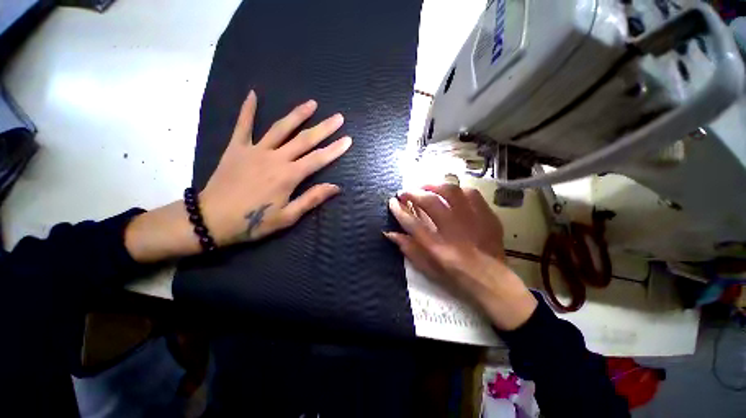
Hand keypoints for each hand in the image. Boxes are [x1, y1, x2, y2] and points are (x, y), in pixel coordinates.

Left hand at [124, 92, 350, 262]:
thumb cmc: (253, 221)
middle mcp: (275, 158)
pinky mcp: (236, 148)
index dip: (335, 149)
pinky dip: (247, 110)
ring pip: (280, 128)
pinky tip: (252, 94)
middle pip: (304, 140)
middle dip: (324, 128)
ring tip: (312, 103)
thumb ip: (311, 199)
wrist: (211, 219)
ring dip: (297, 115)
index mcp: (288, 176)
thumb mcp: (287, 217)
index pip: (318, 159)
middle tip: (338, 117)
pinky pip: (243, 125)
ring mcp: (255, 150)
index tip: (348, 140)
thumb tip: (336, 187)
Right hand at [386, 184, 536, 329]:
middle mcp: (454, 231)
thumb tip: (390, 233)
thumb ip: (409, 249)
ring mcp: (473, 221)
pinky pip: (472, 194)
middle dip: (413, 193)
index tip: (392, 202)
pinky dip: (457, 190)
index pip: (412, 223)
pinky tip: (450, 192)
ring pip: (451, 192)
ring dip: (434, 186)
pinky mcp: (487, 217)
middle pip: (430, 202)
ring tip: (425, 187)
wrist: (492, 282)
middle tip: (405, 192)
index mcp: (438, 248)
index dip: (399, 210)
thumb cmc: (456, 278)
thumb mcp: (428, 269)